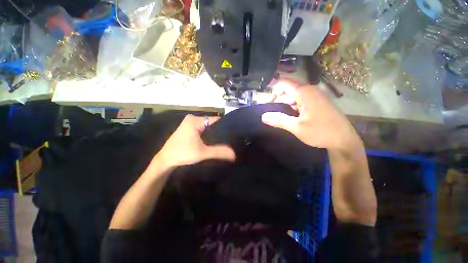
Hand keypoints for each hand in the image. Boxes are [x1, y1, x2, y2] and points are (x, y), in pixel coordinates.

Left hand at [156, 115, 235, 167]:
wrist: (165, 160)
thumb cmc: (183, 154)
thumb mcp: (203, 153)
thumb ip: (219, 152)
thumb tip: (234, 155)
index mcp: (195, 120)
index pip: (216, 120)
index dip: (225, 127)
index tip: (232, 134)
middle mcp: (192, 118)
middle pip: (212, 123)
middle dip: (219, 131)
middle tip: (229, 139)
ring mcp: (189, 123)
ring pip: (207, 127)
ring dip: (213, 134)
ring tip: (224, 141)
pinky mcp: (188, 129)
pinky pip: (202, 129)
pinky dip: (207, 135)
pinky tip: (213, 141)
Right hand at [262, 79, 360, 149]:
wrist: (344, 140)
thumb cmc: (320, 132)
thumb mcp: (296, 127)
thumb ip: (279, 120)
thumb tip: (263, 117)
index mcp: (305, 92)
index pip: (285, 83)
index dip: (274, 88)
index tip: (267, 99)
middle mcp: (312, 91)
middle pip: (290, 89)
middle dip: (280, 99)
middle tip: (273, 111)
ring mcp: (317, 97)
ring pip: (297, 96)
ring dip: (287, 104)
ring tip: (281, 115)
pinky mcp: (320, 103)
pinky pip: (303, 101)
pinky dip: (295, 106)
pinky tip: (293, 116)